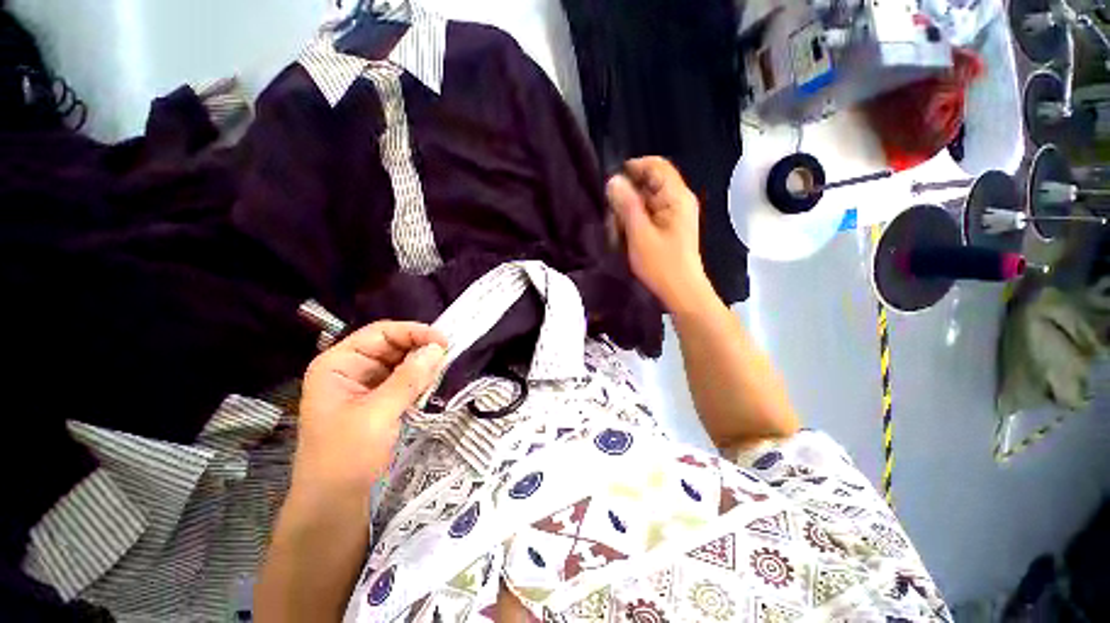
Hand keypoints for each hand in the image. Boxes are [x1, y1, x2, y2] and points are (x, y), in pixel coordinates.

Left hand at [294, 322, 447, 499]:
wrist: (334, 504)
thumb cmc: (346, 457)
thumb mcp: (378, 414)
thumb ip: (408, 378)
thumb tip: (438, 348)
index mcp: (339, 364)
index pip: (381, 333)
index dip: (413, 332)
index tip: (444, 341)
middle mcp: (351, 369)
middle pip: (392, 345)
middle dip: (420, 348)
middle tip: (449, 356)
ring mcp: (365, 386)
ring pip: (401, 363)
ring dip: (422, 365)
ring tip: (445, 369)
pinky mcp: (378, 401)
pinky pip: (404, 381)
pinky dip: (420, 380)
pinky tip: (433, 384)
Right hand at [606, 157, 711, 311]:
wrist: (682, 292)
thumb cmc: (662, 265)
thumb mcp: (640, 234)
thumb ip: (626, 205)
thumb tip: (613, 180)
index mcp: (676, 196)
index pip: (655, 165)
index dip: (633, 169)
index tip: (611, 185)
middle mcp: (678, 200)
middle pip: (649, 183)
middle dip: (628, 196)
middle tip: (613, 217)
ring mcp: (675, 215)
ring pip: (646, 200)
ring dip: (629, 211)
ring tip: (618, 231)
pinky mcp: (670, 227)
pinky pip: (649, 215)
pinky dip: (635, 222)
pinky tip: (627, 237)